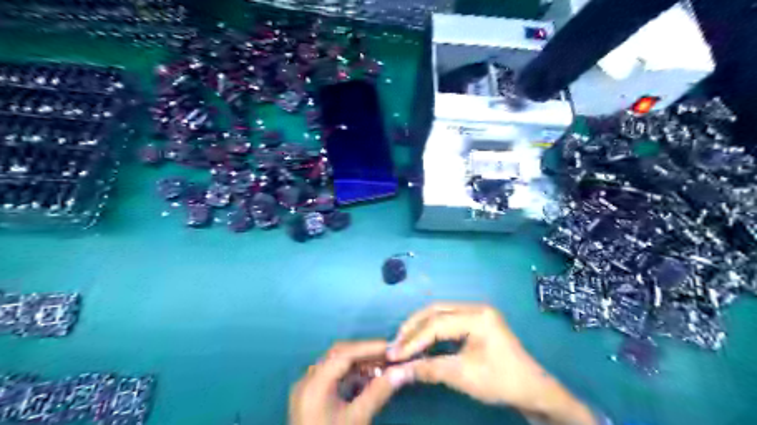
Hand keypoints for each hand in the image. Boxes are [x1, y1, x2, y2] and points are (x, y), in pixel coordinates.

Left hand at [290, 340, 410, 423]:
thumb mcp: (358, 419)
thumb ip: (379, 391)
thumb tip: (402, 371)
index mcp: (314, 384)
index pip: (343, 354)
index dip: (369, 348)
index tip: (391, 347)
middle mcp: (307, 381)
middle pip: (338, 355)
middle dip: (364, 354)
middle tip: (388, 355)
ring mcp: (307, 390)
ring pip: (336, 365)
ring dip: (359, 364)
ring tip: (382, 367)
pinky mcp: (311, 399)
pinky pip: (332, 377)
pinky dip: (351, 375)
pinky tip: (368, 380)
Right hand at [391, 302, 597, 424]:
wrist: (532, 390)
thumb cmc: (500, 381)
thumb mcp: (463, 376)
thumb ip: (428, 370)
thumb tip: (397, 372)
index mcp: (478, 316)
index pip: (437, 324)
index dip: (413, 340)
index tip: (395, 354)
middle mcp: (476, 308)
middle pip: (436, 311)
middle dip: (413, 327)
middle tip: (396, 344)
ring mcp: (477, 313)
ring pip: (440, 313)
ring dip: (420, 327)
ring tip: (404, 342)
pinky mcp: (476, 321)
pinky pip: (447, 320)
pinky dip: (432, 330)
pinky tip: (422, 341)